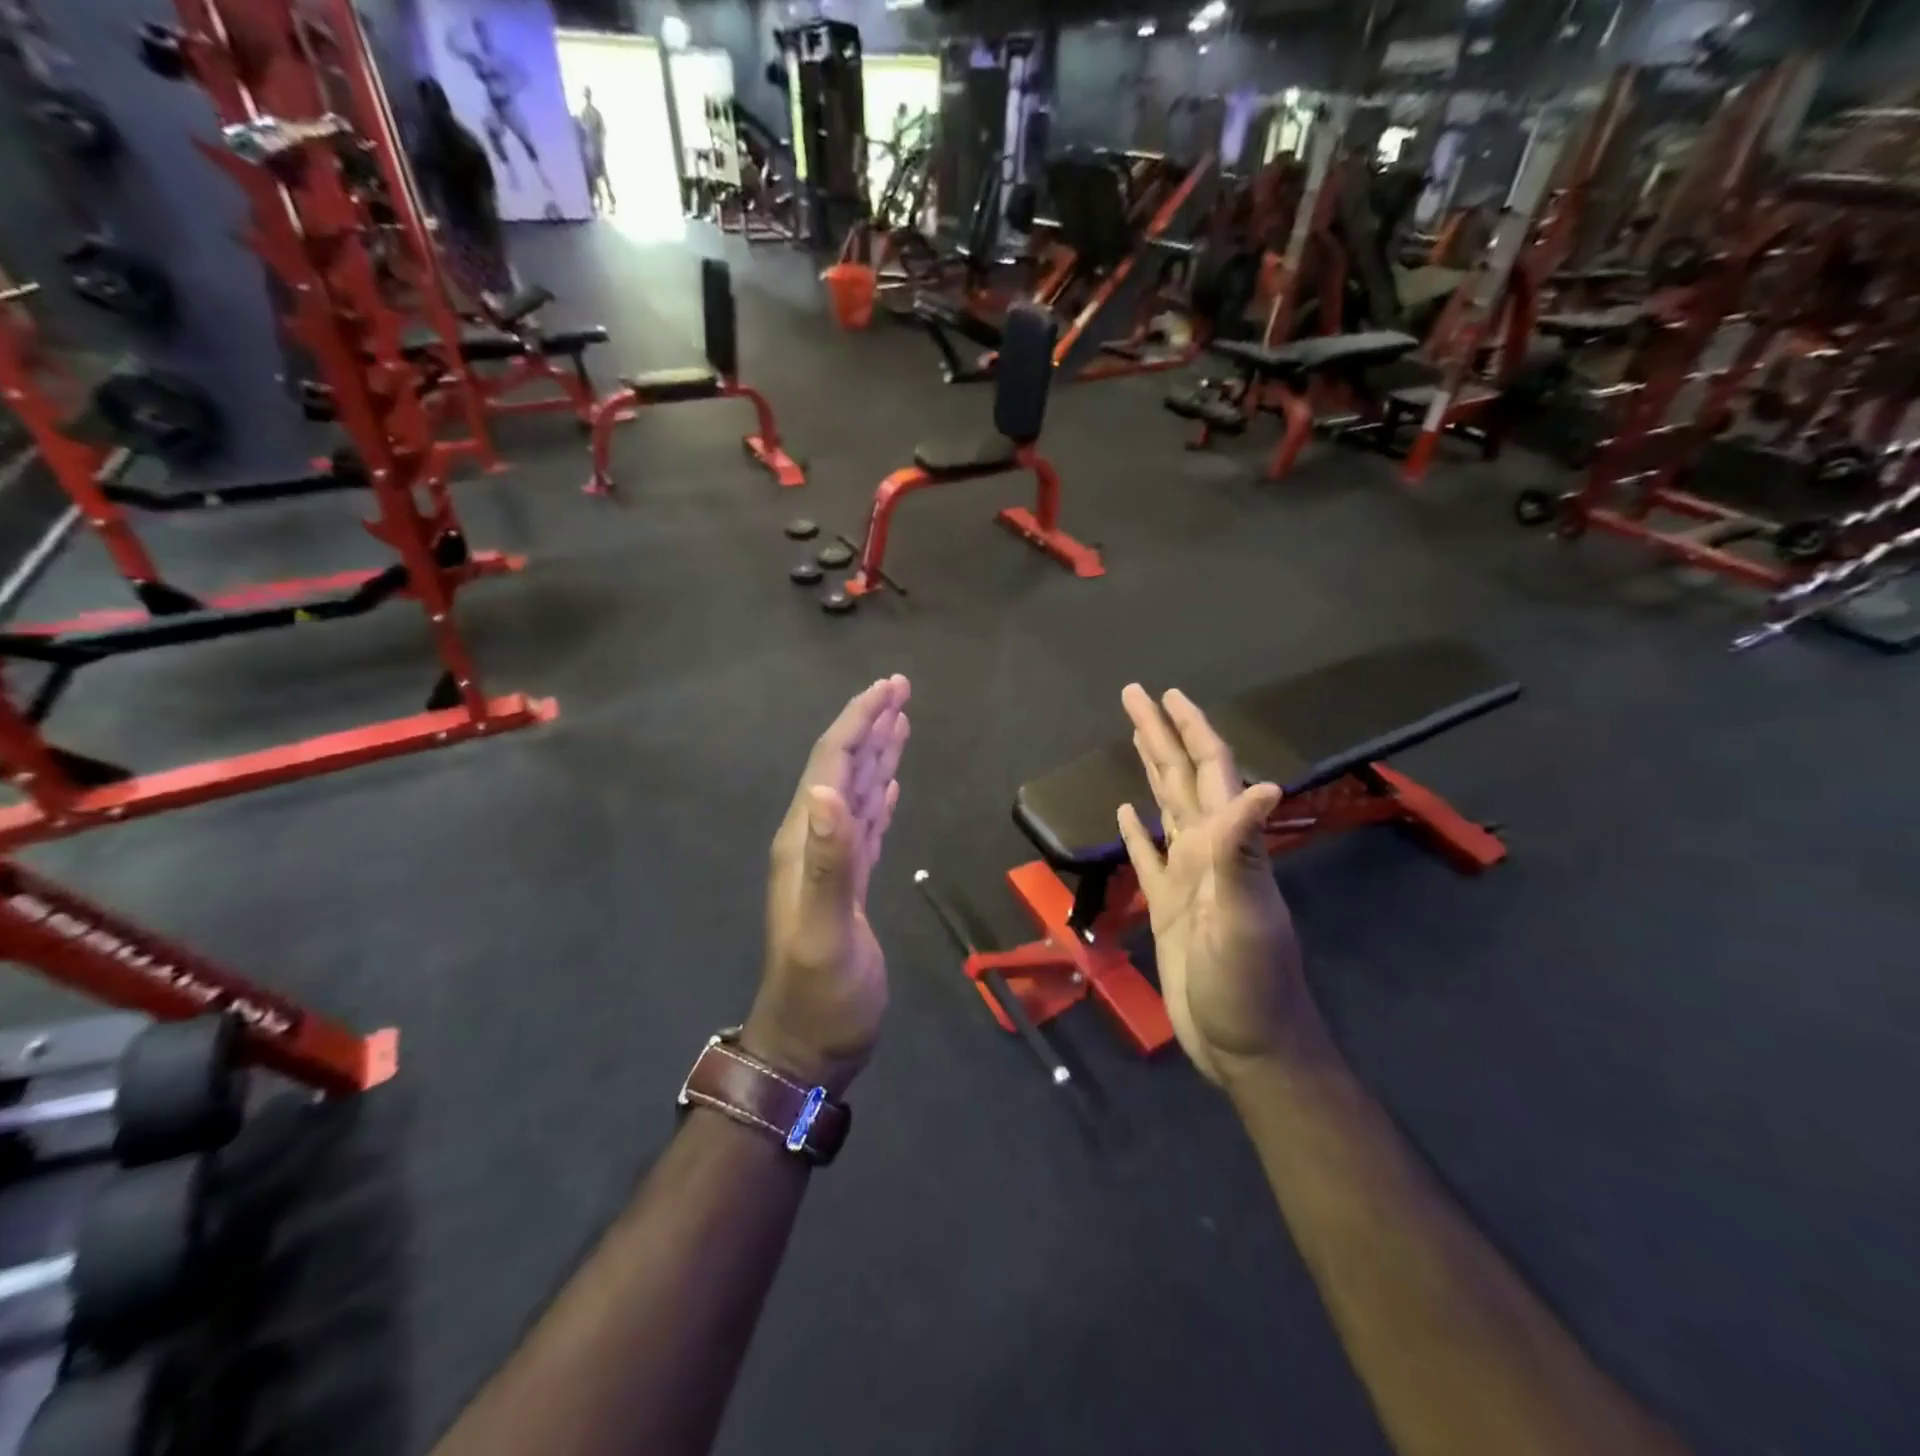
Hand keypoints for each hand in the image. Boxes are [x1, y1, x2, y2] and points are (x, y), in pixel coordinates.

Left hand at [746, 676, 910, 1095]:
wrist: (809, 1044)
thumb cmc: (822, 994)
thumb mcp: (826, 931)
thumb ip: (829, 861)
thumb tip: (831, 790)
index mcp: (805, 840)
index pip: (832, 763)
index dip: (859, 721)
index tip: (890, 687)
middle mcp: (814, 840)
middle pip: (843, 766)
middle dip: (870, 724)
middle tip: (900, 688)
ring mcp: (832, 861)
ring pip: (856, 791)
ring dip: (877, 753)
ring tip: (900, 721)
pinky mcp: (850, 882)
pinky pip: (866, 824)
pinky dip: (879, 795)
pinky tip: (889, 783)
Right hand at [1116, 686, 1319, 1083]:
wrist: (1247, 1044)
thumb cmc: (1248, 984)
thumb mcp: (1245, 916)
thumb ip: (1245, 850)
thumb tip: (1262, 784)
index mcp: (1226, 845)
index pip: (1210, 771)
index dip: (1191, 729)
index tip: (1167, 695)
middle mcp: (1208, 850)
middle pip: (1181, 778)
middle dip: (1161, 735)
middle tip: (1135, 696)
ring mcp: (1188, 878)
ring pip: (1166, 808)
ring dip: (1152, 771)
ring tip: (1135, 737)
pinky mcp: (1168, 906)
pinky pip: (1149, 856)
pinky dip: (1138, 831)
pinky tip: (1127, 813)